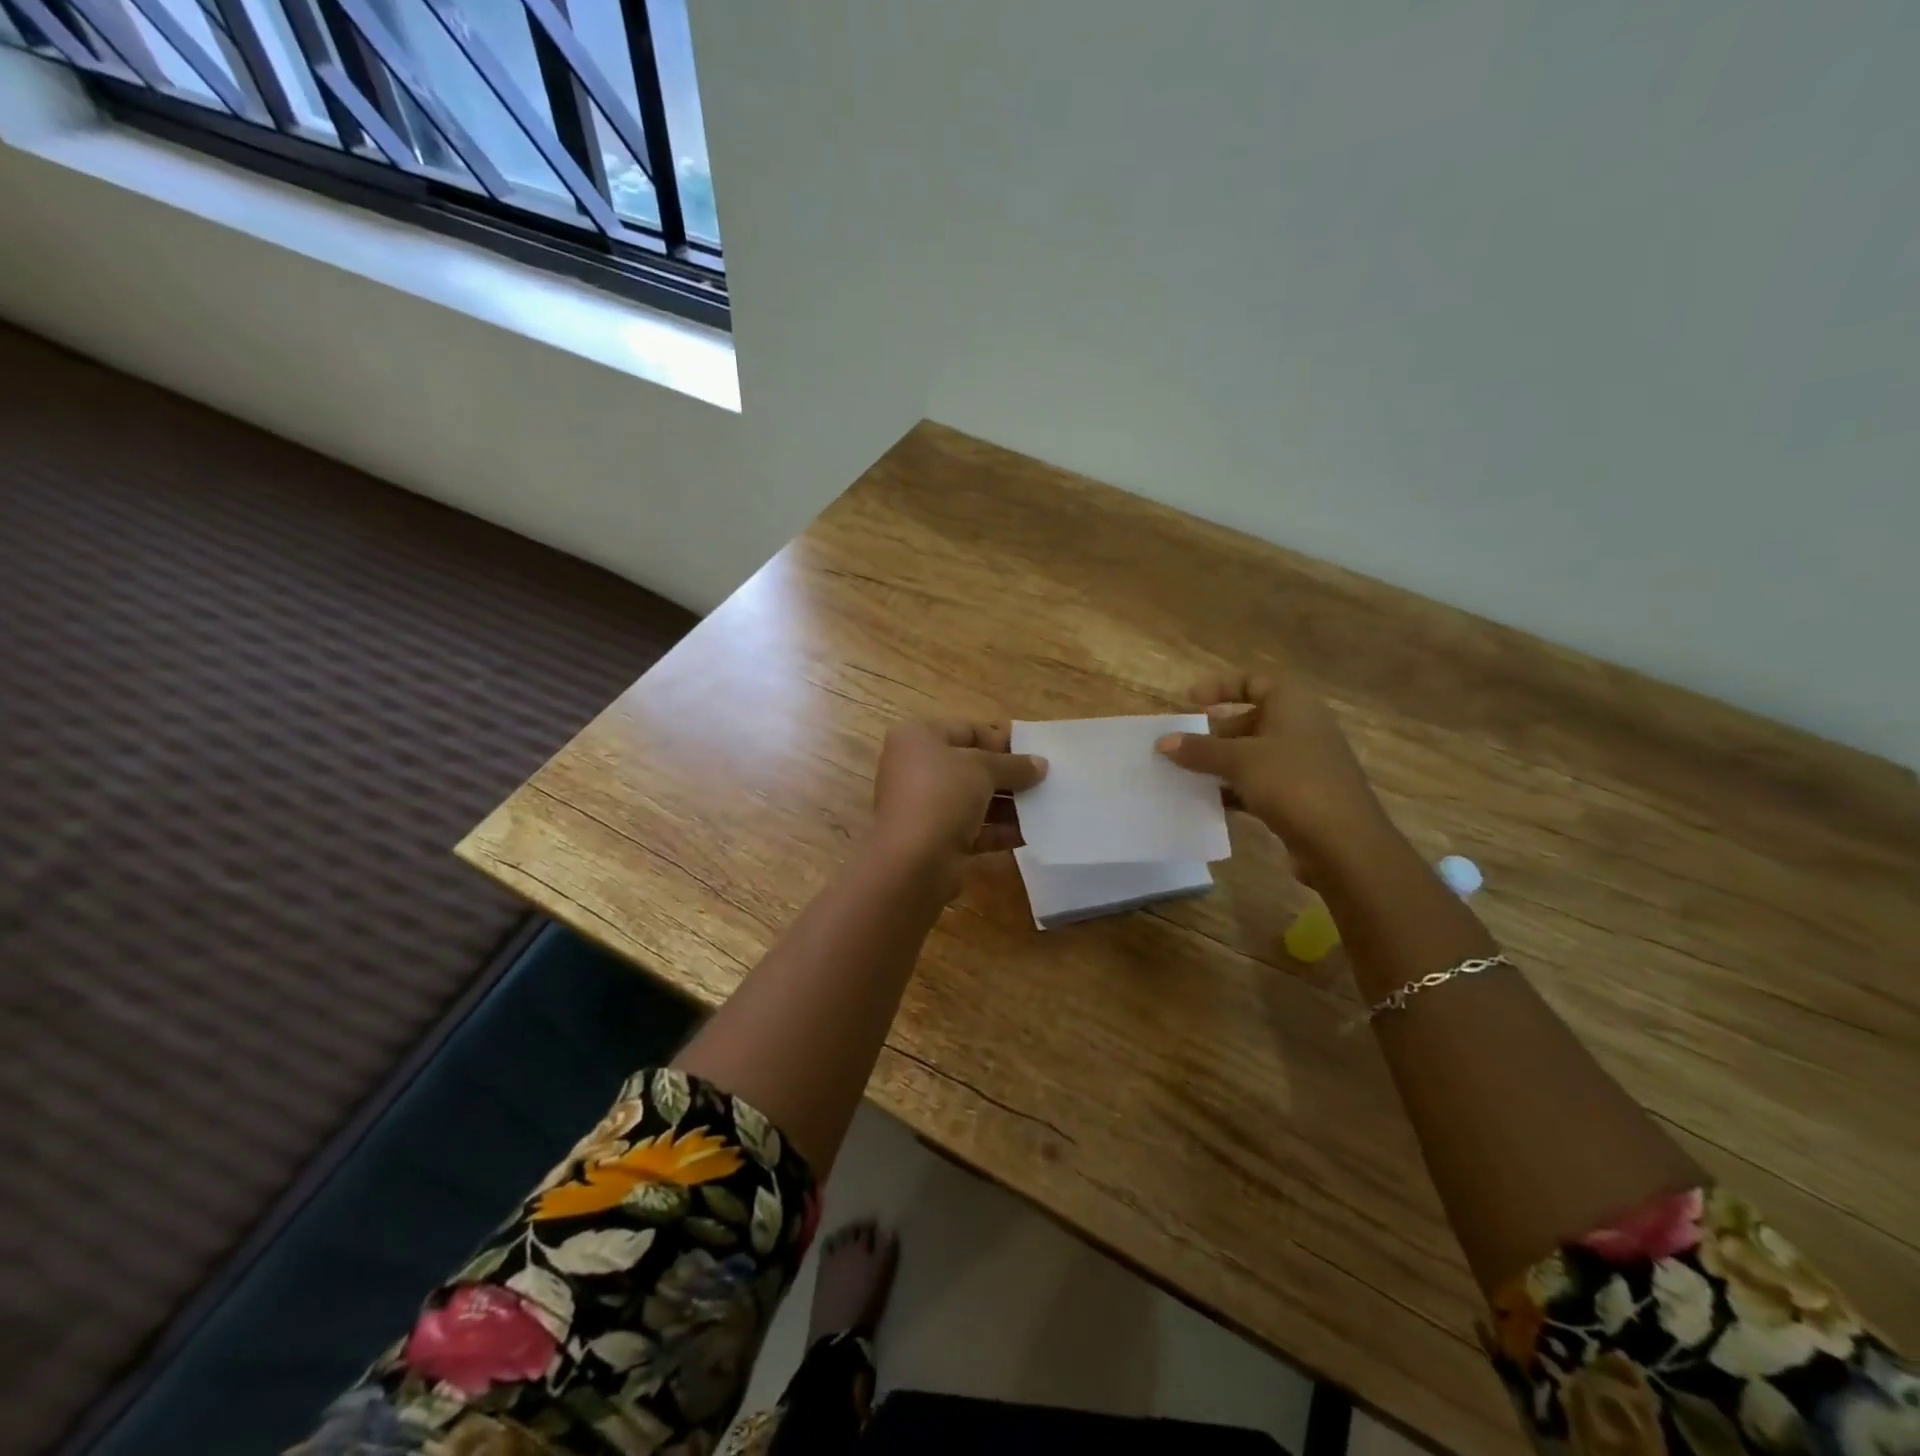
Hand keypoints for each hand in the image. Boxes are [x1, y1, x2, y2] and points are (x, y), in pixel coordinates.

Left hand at [871, 720, 1046, 891]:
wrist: (912, 862)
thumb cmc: (942, 796)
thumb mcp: (983, 769)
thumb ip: (1014, 765)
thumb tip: (1041, 764)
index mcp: (918, 739)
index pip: (967, 730)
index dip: (1002, 740)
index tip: (1035, 752)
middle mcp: (916, 769)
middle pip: (970, 766)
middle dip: (1008, 774)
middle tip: (1044, 781)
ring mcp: (924, 806)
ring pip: (972, 800)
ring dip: (1008, 804)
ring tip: (1044, 807)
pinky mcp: (934, 840)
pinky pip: (972, 829)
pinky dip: (998, 830)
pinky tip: (1030, 834)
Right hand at [1154, 670, 1387, 875]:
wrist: (1344, 845)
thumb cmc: (1293, 784)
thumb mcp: (1240, 761)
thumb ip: (1200, 749)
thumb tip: (1163, 741)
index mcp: (1294, 706)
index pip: (1254, 681)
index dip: (1220, 686)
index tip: (1189, 701)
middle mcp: (1301, 729)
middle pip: (1251, 720)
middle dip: (1214, 732)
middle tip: (1182, 745)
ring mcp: (1303, 765)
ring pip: (1253, 755)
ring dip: (1220, 763)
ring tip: (1185, 774)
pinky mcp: (1300, 797)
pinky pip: (1259, 784)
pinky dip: (1234, 789)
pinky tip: (1208, 801)